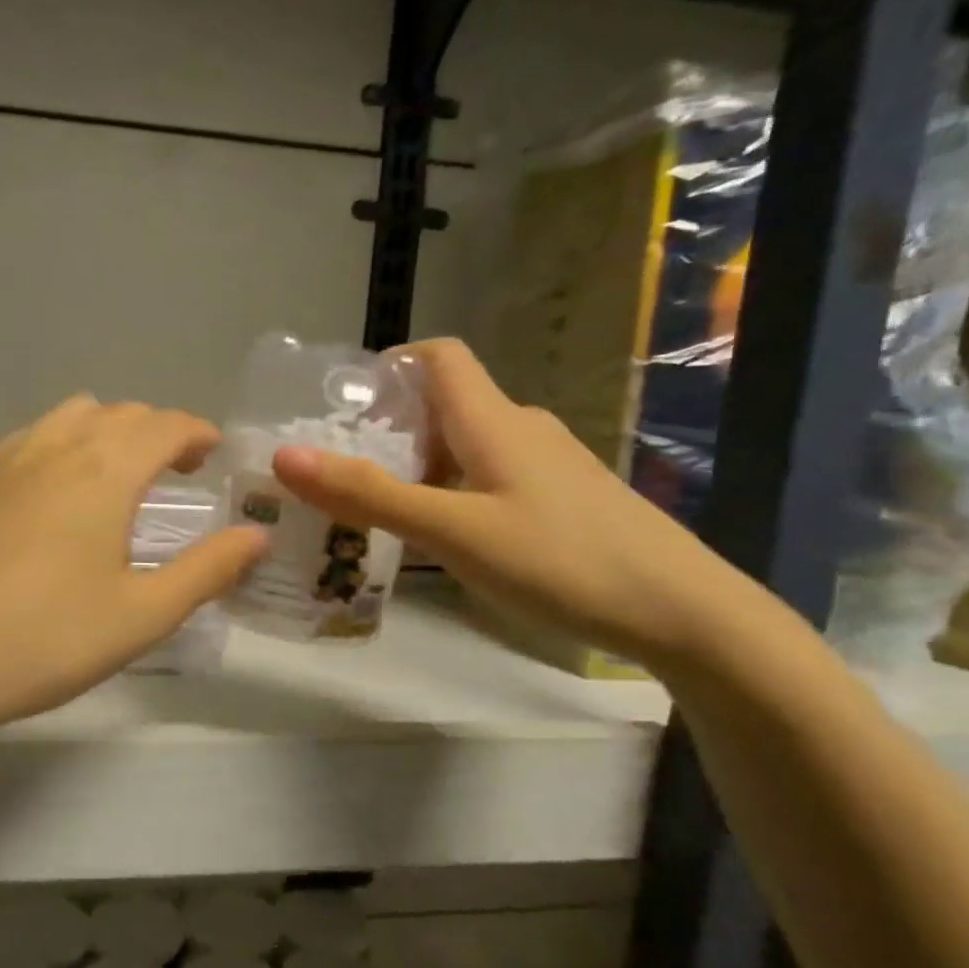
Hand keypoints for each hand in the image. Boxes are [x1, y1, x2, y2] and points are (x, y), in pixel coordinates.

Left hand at [0, 397, 265, 743]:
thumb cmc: (46, 639)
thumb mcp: (142, 614)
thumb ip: (207, 570)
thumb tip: (257, 536)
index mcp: (104, 470)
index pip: (163, 424)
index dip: (196, 431)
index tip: (213, 452)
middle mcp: (54, 447)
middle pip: (118, 413)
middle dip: (157, 430)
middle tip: (177, 468)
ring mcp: (3, 461)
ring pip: (69, 417)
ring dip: (106, 431)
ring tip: (118, 475)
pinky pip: (29, 439)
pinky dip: (61, 445)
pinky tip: (56, 494)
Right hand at [271, 338, 746, 670]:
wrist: (682, 611)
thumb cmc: (559, 560)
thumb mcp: (451, 531)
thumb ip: (368, 494)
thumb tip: (286, 456)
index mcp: (492, 419)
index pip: (438, 356)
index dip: (390, 365)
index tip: (343, 405)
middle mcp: (521, 427)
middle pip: (445, 403)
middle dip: (390, 429)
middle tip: (344, 473)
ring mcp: (548, 463)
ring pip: (468, 444)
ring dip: (421, 465)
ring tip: (382, 511)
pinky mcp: (565, 497)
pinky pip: (493, 474)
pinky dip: (455, 490)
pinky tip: (446, 537)